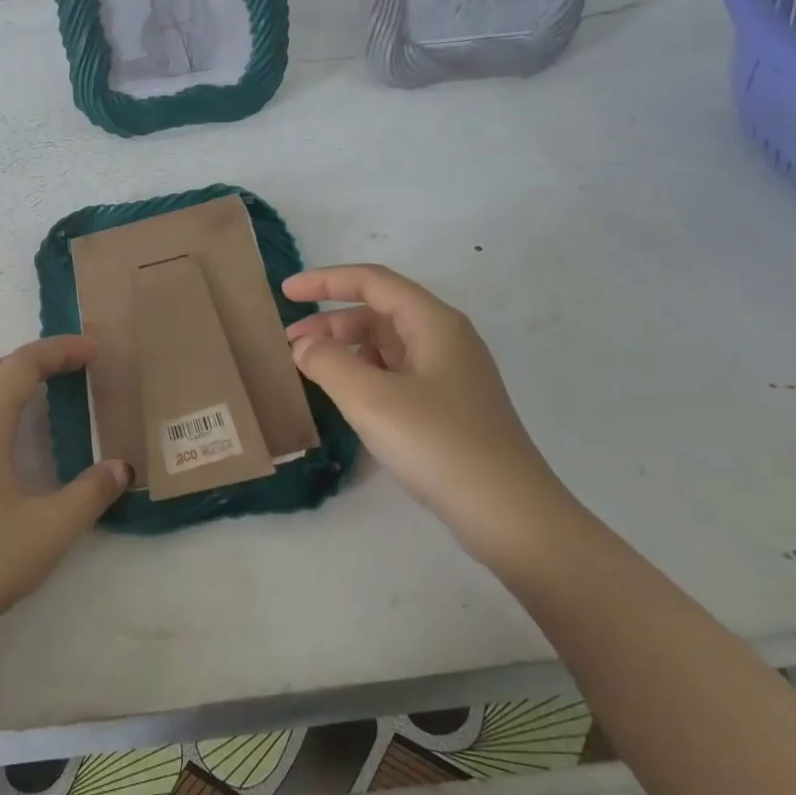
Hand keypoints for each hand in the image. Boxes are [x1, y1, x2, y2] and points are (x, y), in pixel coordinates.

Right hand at [283, 265, 573, 560]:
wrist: (510, 514)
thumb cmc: (439, 444)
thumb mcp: (371, 399)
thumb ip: (328, 362)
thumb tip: (305, 346)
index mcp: (433, 323)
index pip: (372, 282)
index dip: (325, 280)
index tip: (286, 292)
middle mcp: (445, 340)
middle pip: (378, 312)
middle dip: (330, 321)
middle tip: (289, 345)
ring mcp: (450, 375)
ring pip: (386, 345)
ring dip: (345, 349)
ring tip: (310, 370)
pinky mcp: (448, 407)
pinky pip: (396, 373)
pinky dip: (363, 374)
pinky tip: (345, 397)